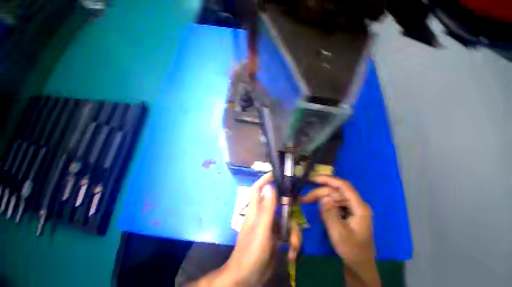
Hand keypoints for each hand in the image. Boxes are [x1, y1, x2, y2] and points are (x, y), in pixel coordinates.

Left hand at [190, 173, 300, 286]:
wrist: (249, 278)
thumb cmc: (251, 252)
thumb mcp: (261, 229)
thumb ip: (267, 208)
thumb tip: (270, 186)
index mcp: (256, 210)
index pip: (258, 189)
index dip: (264, 180)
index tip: (275, 174)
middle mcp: (263, 215)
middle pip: (278, 204)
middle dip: (289, 210)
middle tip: (297, 213)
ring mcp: (271, 226)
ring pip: (286, 219)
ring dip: (293, 232)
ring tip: (294, 246)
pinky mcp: (277, 237)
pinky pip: (288, 232)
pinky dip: (293, 240)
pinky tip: (293, 252)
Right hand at [302, 175, 379, 286]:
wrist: (359, 264)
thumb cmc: (351, 250)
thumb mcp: (339, 234)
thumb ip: (330, 214)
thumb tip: (323, 197)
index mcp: (359, 208)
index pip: (344, 186)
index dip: (329, 180)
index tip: (314, 179)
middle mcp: (356, 204)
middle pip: (335, 192)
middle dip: (319, 193)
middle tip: (304, 199)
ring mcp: (351, 208)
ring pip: (332, 196)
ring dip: (319, 197)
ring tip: (306, 201)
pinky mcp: (347, 212)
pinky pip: (333, 203)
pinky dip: (323, 203)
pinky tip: (316, 207)